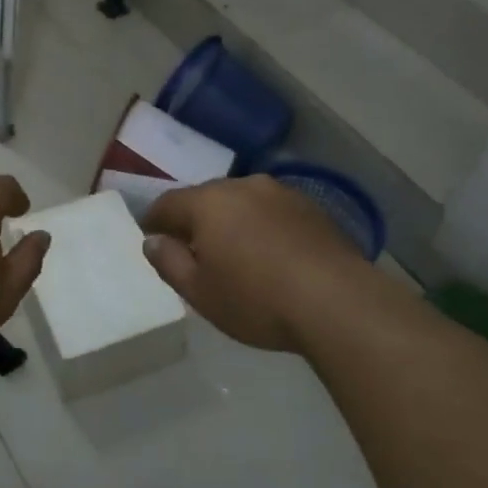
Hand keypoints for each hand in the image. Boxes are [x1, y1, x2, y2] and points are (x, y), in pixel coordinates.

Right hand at [142, 176, 370, 351]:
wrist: (336, 301)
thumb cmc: (256, 300)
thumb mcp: (199, 292)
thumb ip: (169, 262)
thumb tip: (152, 241)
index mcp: (209, 202)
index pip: (168, 203)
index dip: (154, 221)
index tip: (150, 237)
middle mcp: (243, 186)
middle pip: (207, 198)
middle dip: (195, 220)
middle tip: (192, 249)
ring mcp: (282, 193)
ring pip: (243, 202)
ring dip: (232, 222)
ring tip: (235, 253)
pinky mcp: (312, 208)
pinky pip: (273, 212)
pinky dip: (263, 227)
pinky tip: (271, 254)